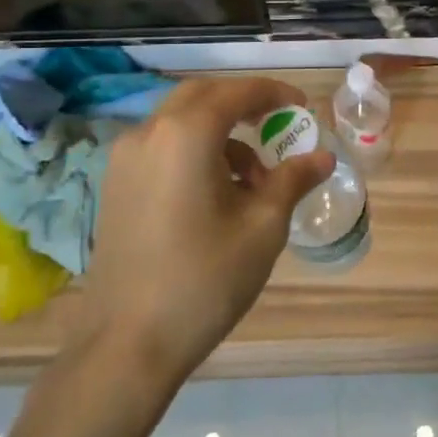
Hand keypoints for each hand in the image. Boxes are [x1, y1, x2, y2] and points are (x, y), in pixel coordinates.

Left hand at [82, 76, 333, 385]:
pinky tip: (217, 195)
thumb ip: (292, 179)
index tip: (302, 108)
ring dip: (220, 132)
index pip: (236, 92)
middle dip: (243, 104)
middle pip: (202, 97)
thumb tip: (322, 156)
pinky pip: (162, 147)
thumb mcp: (263, 227)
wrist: (126, 344)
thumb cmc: (205, 279)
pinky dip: (194, 151)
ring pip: (179, 122)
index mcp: (185, 134)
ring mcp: (124, 160)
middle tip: (277, 125)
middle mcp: (148, 133)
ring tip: (254, 179)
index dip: (274, 94)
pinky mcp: (114, 186)